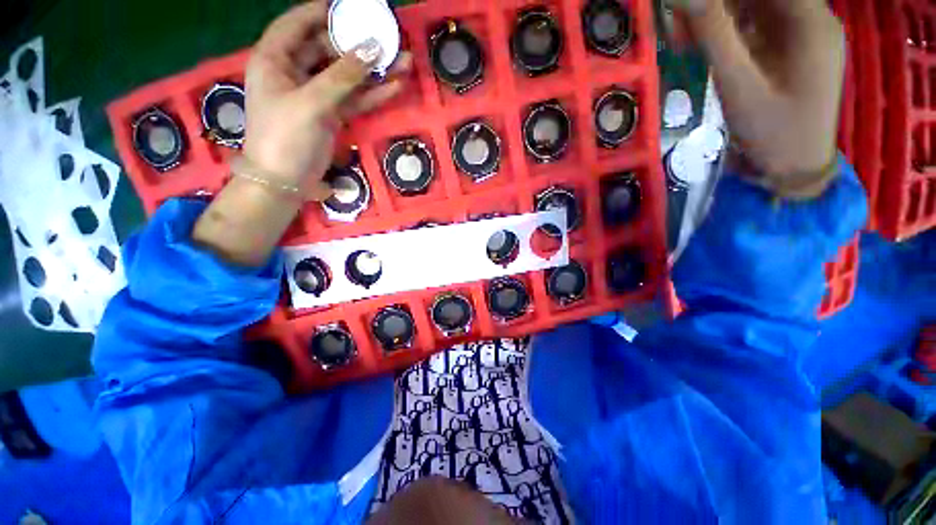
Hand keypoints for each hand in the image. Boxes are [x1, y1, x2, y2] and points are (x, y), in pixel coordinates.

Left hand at [244, 0, 412, 196]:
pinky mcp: (331, 115)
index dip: (322, 12)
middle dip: (358, 45)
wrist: (286, 181)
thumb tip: (373, 48)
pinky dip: (373, 95)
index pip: (297, 24)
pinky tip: (395, 87)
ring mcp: (315, 95)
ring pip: (347, 77)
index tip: (351, 7)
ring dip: (374, 72)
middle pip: (328, 49)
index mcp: (275, 60)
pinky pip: (354, 100)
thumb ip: (343, 76)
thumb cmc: (285, 137)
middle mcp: (294, 72)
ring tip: (404, 62)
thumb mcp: (312, 102)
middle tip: (387, 37)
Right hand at [668, 0, 844, 185]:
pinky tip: (708, 48)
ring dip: (719, 18)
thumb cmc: (773, 131)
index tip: (687, 9)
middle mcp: (811, 19)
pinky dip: (730, 32)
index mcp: (809, 22)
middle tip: (678, 28)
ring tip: (685, 41)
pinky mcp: (792, 51)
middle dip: (716, 6)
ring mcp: (803, 35)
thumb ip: (714, 36)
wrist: (795, 169)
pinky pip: (759, 27)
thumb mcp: (739, 84)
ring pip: (757, 7)